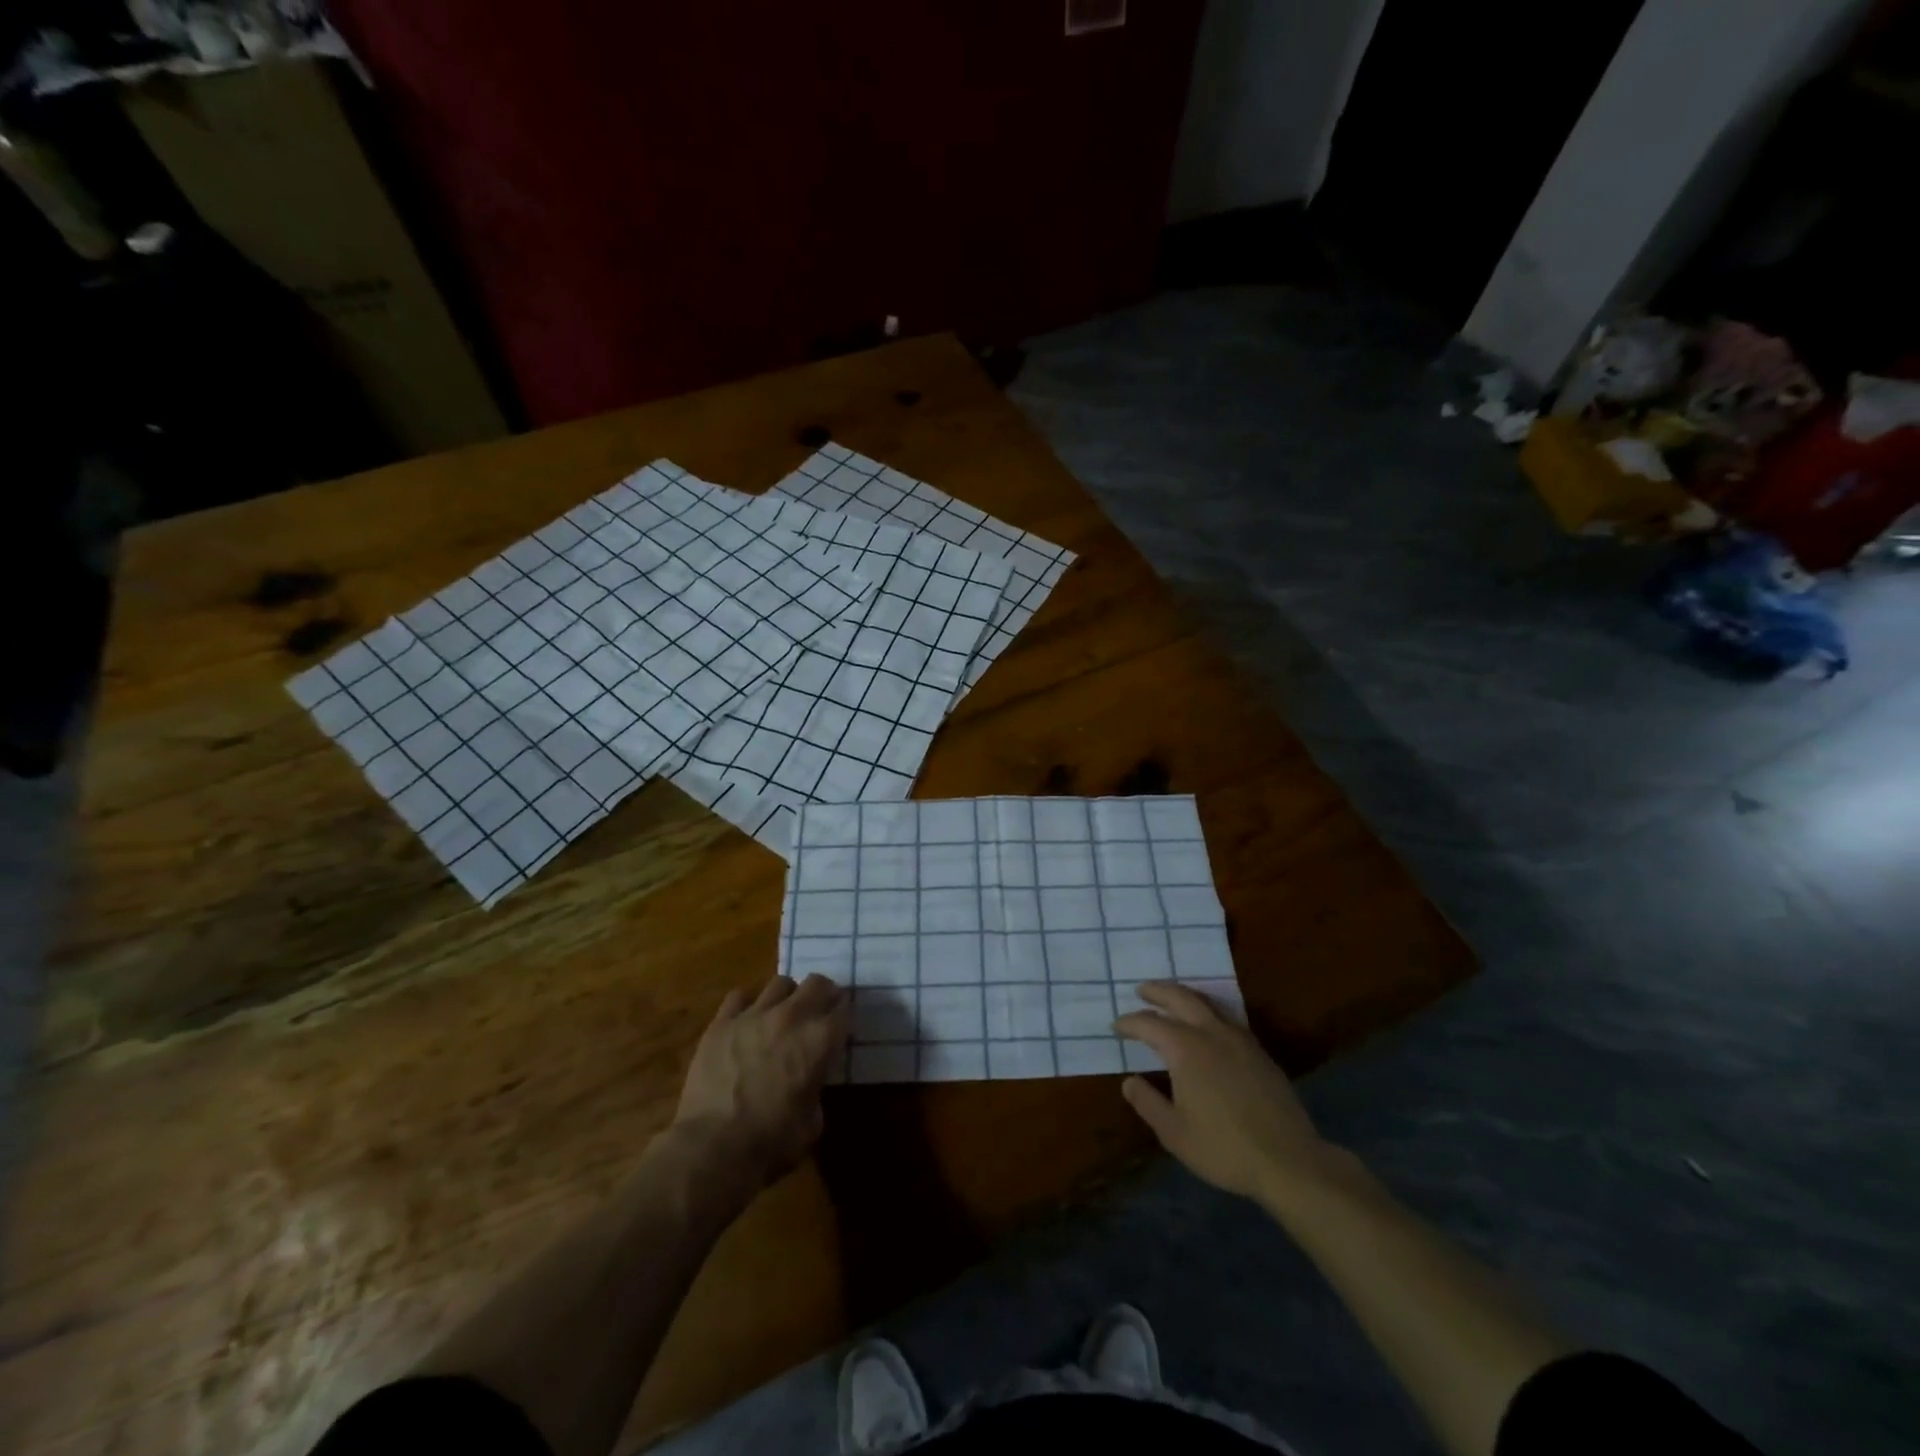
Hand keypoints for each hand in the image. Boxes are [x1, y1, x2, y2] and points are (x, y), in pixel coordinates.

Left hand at [673, 974, 848, 1191]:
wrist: (713, 1149)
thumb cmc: (772, 1142)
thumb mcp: (813, 1121)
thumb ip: (817, 1088)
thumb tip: (810, 1079)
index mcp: (820, 1040)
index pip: (844, 1009)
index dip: (845, 1014)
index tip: (842, 1023)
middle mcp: (791, 1017)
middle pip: (817, 983)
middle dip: (823, 994)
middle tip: (819, 1011)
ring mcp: (754, 1015)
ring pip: (780, 983)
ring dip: (787, 996)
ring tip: (781, 1013)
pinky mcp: (721, 1022)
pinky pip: (739, 996)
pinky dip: (746, 1006)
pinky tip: (745, 1022)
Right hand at [1114, 982, 1342, 1208]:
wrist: (1289, 1161)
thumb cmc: (1224, 1148)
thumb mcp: (1174, 1133)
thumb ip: (1148, 1103)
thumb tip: (1129, 1081)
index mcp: (1185, 1049)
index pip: (1150, 1024)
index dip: (1130, 1023)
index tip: (1117, 1025)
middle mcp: (1211, 1033)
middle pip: (1181, 998)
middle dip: (1158, 991)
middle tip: (1142, 990)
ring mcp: (1239, 1040)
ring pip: (1208, 1003)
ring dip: (1185, 995)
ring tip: (1172, 998)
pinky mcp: (1259, 1052)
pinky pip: (1227, 1018)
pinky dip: (1209, 1011)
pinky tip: (1208, 1024)